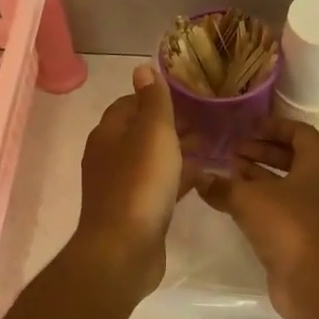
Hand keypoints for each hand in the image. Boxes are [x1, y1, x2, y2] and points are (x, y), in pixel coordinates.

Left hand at [71, 63, 188, 297]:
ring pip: (152, 160)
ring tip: (210, 146)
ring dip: (177, 151)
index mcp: (108, 134)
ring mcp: (121, 187)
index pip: (130, 104)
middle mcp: (109, 157)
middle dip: (171, 125)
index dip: (156, 98)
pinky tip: (201, 178)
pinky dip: (177, 178)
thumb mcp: (152, 134)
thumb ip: (153, 101)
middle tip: (206, 121)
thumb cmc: (140, 185)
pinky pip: (158, 186)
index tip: (188, 97)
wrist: (124, 250)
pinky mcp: (135, 212)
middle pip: (141, 132)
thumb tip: (142, 68)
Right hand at [196, 118, 318, 318]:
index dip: (273, 126)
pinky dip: (262, 202)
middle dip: (262, 152)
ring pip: (287, 185)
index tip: (247, 128)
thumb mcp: (249, 200)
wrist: (316, 282)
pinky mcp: (308, 236)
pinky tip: (234, 204)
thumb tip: (199, 178)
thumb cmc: (289, 226)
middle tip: (232, 151)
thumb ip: (222, 186)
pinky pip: (284, 209)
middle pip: (293, 158)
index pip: (300, 132)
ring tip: (228, 173)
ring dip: (259, 177)